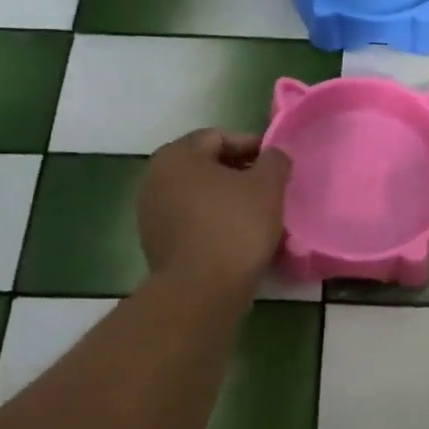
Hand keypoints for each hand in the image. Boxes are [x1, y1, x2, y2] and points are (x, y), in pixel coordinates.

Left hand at [137, 129, 291, 295]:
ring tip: (259, 214)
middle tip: (270, 188)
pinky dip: (215, 221)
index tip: (277, 164)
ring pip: (199, 195)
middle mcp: (155, 178)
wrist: (201, 291)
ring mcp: (151, 212)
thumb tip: (276, 152)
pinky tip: (239, 236)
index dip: (252, 146)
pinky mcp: (157, 242)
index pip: (219, 137)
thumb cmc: (235, 228)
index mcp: (177, 156)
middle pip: (206, 165)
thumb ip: (275, 161)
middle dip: (240, 173)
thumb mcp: (267, 187)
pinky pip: (192, 221)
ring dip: (227, 199)